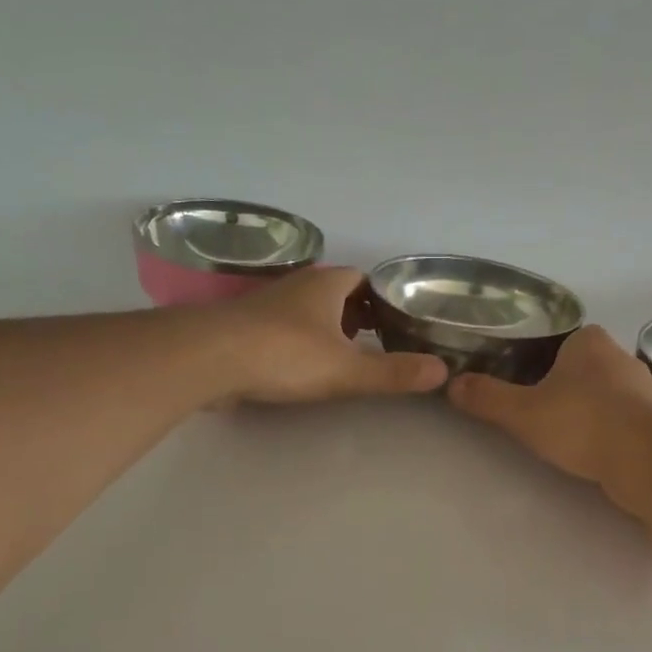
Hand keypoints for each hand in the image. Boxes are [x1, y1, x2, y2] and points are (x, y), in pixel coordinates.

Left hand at [210, 267, 448, 404]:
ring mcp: (266, 307)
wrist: (208, 358)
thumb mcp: (347, 369)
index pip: (363, 279)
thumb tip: (442, 371)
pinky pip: (281, 329)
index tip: (399, 321)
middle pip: (335, 294)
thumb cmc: (285, 354)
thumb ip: (393, 373)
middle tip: (379, 342)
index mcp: (326, 285)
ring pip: (306, 312)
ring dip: (326, 328)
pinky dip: (298, 342)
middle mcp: (296, 287)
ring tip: (346, 357)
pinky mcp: (243, 329)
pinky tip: (302, 367)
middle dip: (357, 314)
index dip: (383, 298)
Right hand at [447, 325, 651, 482]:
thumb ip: (487, 398)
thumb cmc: (580, 422)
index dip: (541, 362)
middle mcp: (621, 357)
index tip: (527, 387)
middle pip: (584, 368)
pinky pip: (626, 420)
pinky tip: (595, 452)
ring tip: (566, 438)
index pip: (562, 342)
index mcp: (589, 341)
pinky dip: (610, 432)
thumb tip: (452, 385)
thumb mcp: (521, 412)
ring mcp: (645, 389)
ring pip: (607, 395)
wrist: (646, 458)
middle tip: (540, 414)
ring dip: (590, 412)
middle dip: (566, 388)